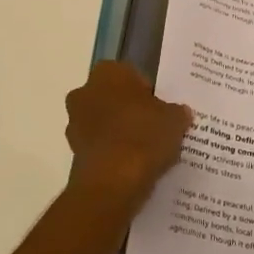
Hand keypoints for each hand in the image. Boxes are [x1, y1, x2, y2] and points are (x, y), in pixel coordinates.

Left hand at [65, 61, 191, 211]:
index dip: (148, 92)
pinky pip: (99, 146)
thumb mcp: (175, 120)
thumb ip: (177, 112)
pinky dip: (112, 152)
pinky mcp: (73, 151)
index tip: (161, 109)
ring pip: (103, 122)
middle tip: (154, 127)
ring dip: (119, 132)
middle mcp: (85, 92)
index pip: (131, 75)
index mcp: (108, 73)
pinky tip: (132, 165)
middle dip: (130, 110)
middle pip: (113, 97)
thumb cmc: (144, 136)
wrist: (114, 181)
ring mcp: (75, 123)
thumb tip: (180, 113)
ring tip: (145, 150)